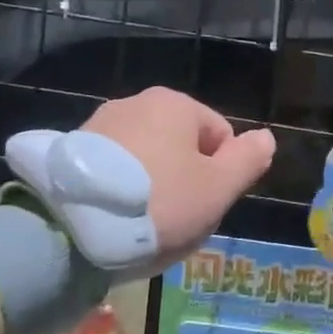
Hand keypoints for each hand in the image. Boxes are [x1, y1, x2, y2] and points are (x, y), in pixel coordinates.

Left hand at [82, 88, 275, 263]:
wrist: (67, 231)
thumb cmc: (157, 204)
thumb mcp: (217, 189)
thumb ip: (248, 160)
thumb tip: (265, 137)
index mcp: (176, 104)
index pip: (220, 136)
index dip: (220, 174)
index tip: (202, 205)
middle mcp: (136, 103)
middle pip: (181, 145)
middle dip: (184, 180)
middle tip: (174, 219)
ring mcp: (98, 125)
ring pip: (146, 158)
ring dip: (151, 186)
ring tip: (139, 223)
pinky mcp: (69, 152)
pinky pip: (111, 169)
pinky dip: (119, 190)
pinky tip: (111, 219)